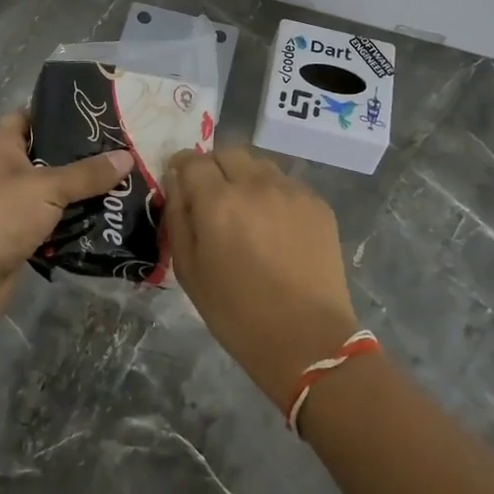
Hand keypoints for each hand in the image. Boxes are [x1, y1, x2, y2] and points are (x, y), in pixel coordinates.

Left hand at [0, 111, 132, 342]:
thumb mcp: (49, 187)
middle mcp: (6, 171)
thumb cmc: (2, 216)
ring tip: (123, 182)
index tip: (94, 113)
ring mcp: (13, 205)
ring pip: (54, 190)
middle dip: (81, 155)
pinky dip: (75, 221)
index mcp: (2, 147)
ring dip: (82, 191)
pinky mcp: (22, 235)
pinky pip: (55, 220)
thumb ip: (88, 173)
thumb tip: (128, 156)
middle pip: (48, 154)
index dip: (56, 112)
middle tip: (121, 149)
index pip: (28, 116)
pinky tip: (107, 217)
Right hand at [166, 146, 358, 407]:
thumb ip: (177, 218)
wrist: (308, 341)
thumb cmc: (237, 314)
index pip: (192, 159)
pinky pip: (286, 184)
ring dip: (245, 177)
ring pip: (259, 164)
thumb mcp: (189, 271)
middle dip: (214, 167)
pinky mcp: (318, 203)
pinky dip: (273, 195)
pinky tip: (276, 228)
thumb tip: (175, 182)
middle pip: (228, 152)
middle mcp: (255, 184)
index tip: (181, 184)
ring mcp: (291, 191)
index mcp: (218, 201)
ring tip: (247, 212)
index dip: (182, 168)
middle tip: (214, 198)